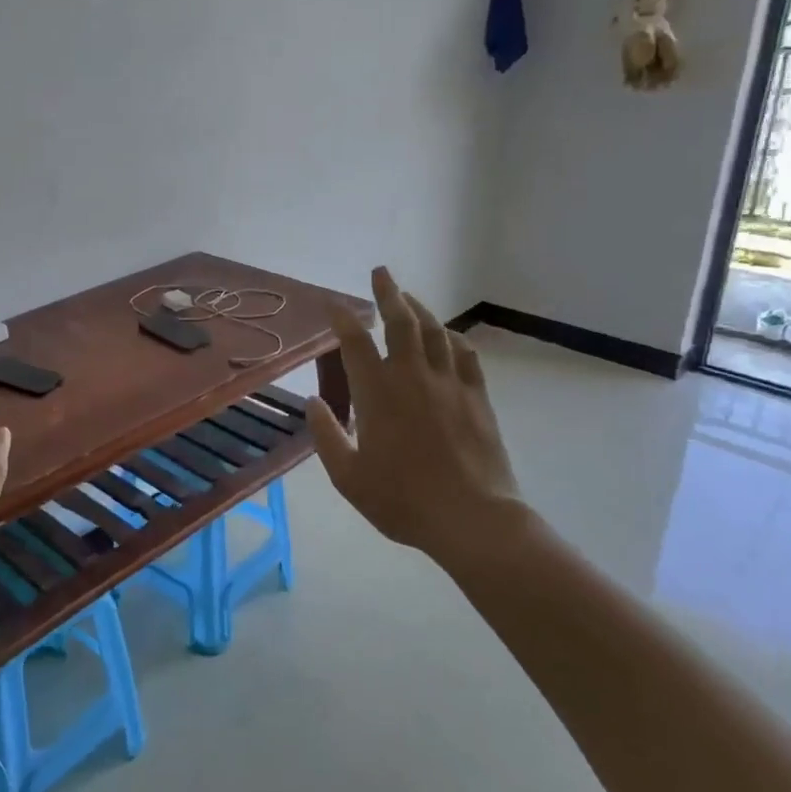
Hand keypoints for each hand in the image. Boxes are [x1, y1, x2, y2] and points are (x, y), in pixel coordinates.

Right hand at [305, 267, 534, 572]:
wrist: (472, 518)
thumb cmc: (403, 499)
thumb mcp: (348, 476)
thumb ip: (327, 436)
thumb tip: (314, 402)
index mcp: (377, 394)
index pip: (355, 342)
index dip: (343, 318)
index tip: (334, 304)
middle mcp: (412, 377)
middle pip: (400, 322)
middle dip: (388, 293)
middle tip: (380, 272)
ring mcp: (449, 383)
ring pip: (434, 331)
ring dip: (420, 308)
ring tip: (409, 297)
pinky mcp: (477, 397)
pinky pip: (464, 354)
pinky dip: (452, 338)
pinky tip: (447, 335)